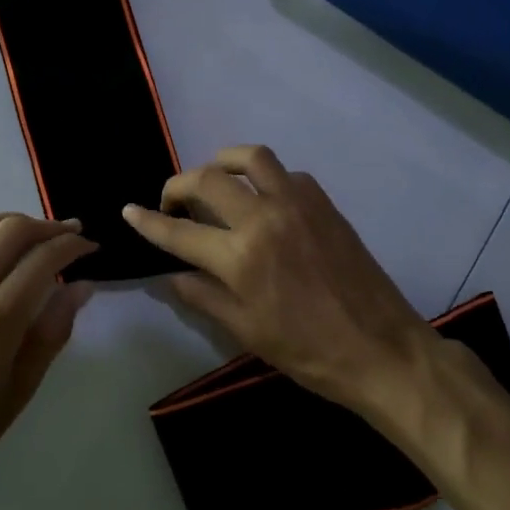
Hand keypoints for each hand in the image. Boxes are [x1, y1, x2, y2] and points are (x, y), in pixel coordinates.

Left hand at [0, 213, 95, 509]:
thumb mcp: (18, 393)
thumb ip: (52, 334)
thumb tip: (82, 288)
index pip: (41, 261)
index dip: (72, 246)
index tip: (92, 248)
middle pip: (9, 231)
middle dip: (48, 225)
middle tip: (73, 233)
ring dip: (14, 223)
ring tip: (39, 235)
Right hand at [122, 145, 441, 415]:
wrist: (381, 348)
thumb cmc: (309, 352)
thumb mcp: (247, 332)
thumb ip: (204, 296)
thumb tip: (172, 274)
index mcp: (241, 257)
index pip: (179, 232)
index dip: (148, 221)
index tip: (129, 211)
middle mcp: (265, 218)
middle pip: (208, 179)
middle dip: (178, 185)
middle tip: (172, 203)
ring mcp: (298, 204)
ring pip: (251, 158)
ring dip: (222, 162)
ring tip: (214, 181)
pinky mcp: (324, 203)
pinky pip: (286, 174)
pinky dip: (265, 178)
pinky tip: (263, 200)